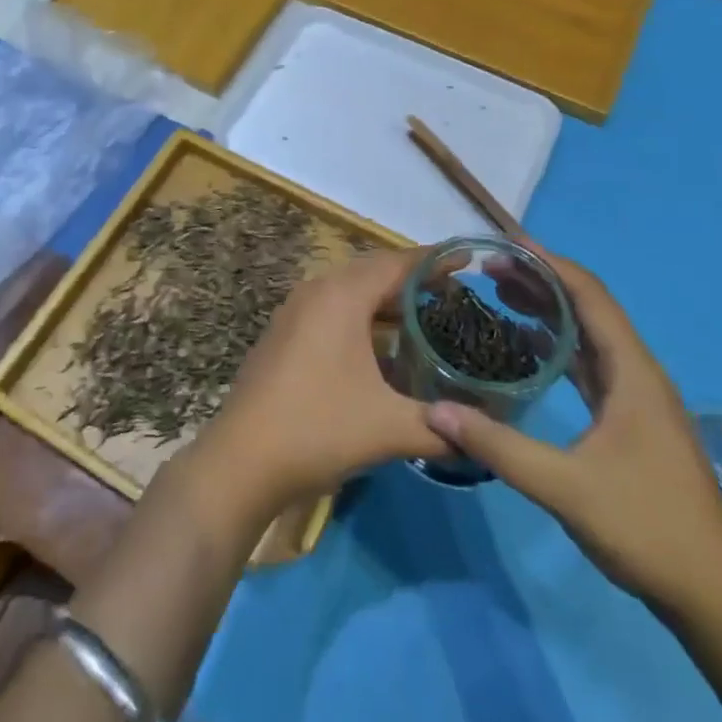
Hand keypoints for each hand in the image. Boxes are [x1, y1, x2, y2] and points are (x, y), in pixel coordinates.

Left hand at [196, 248, 448, 522]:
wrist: (240, 462)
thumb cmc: (318, 430)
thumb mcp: (389, 428)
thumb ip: (442, 427)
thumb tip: (481, 435)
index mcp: (342, 295)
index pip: (398, 264)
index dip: (435, 261)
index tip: (469, 259)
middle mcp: (317, 291)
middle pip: (373, 272)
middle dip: (413, 279)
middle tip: (454, 292)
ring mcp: (295, 312)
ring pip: (350, 292)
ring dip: (386, 301)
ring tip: (426, 318)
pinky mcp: (284, 335)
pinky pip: (332, 310)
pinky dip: (362, 318)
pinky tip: (383, 349)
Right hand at [424, 244, 721, 616]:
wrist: (712, 592)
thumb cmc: (646, 527)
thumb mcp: (566, 488)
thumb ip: (500, 447)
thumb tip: (436, 412)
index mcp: (632, 371)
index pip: (589, 296)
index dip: (550, 263)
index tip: (507, 243)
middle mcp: (638, 371)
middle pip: (588, 308)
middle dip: (542, 281)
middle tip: (492, 267)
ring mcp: (637, 396)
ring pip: (589, 335)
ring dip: (550, 310)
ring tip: (503, 293)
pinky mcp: (631, 419)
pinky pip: (590, 364)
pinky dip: (558, 346)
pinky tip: (528, 348)